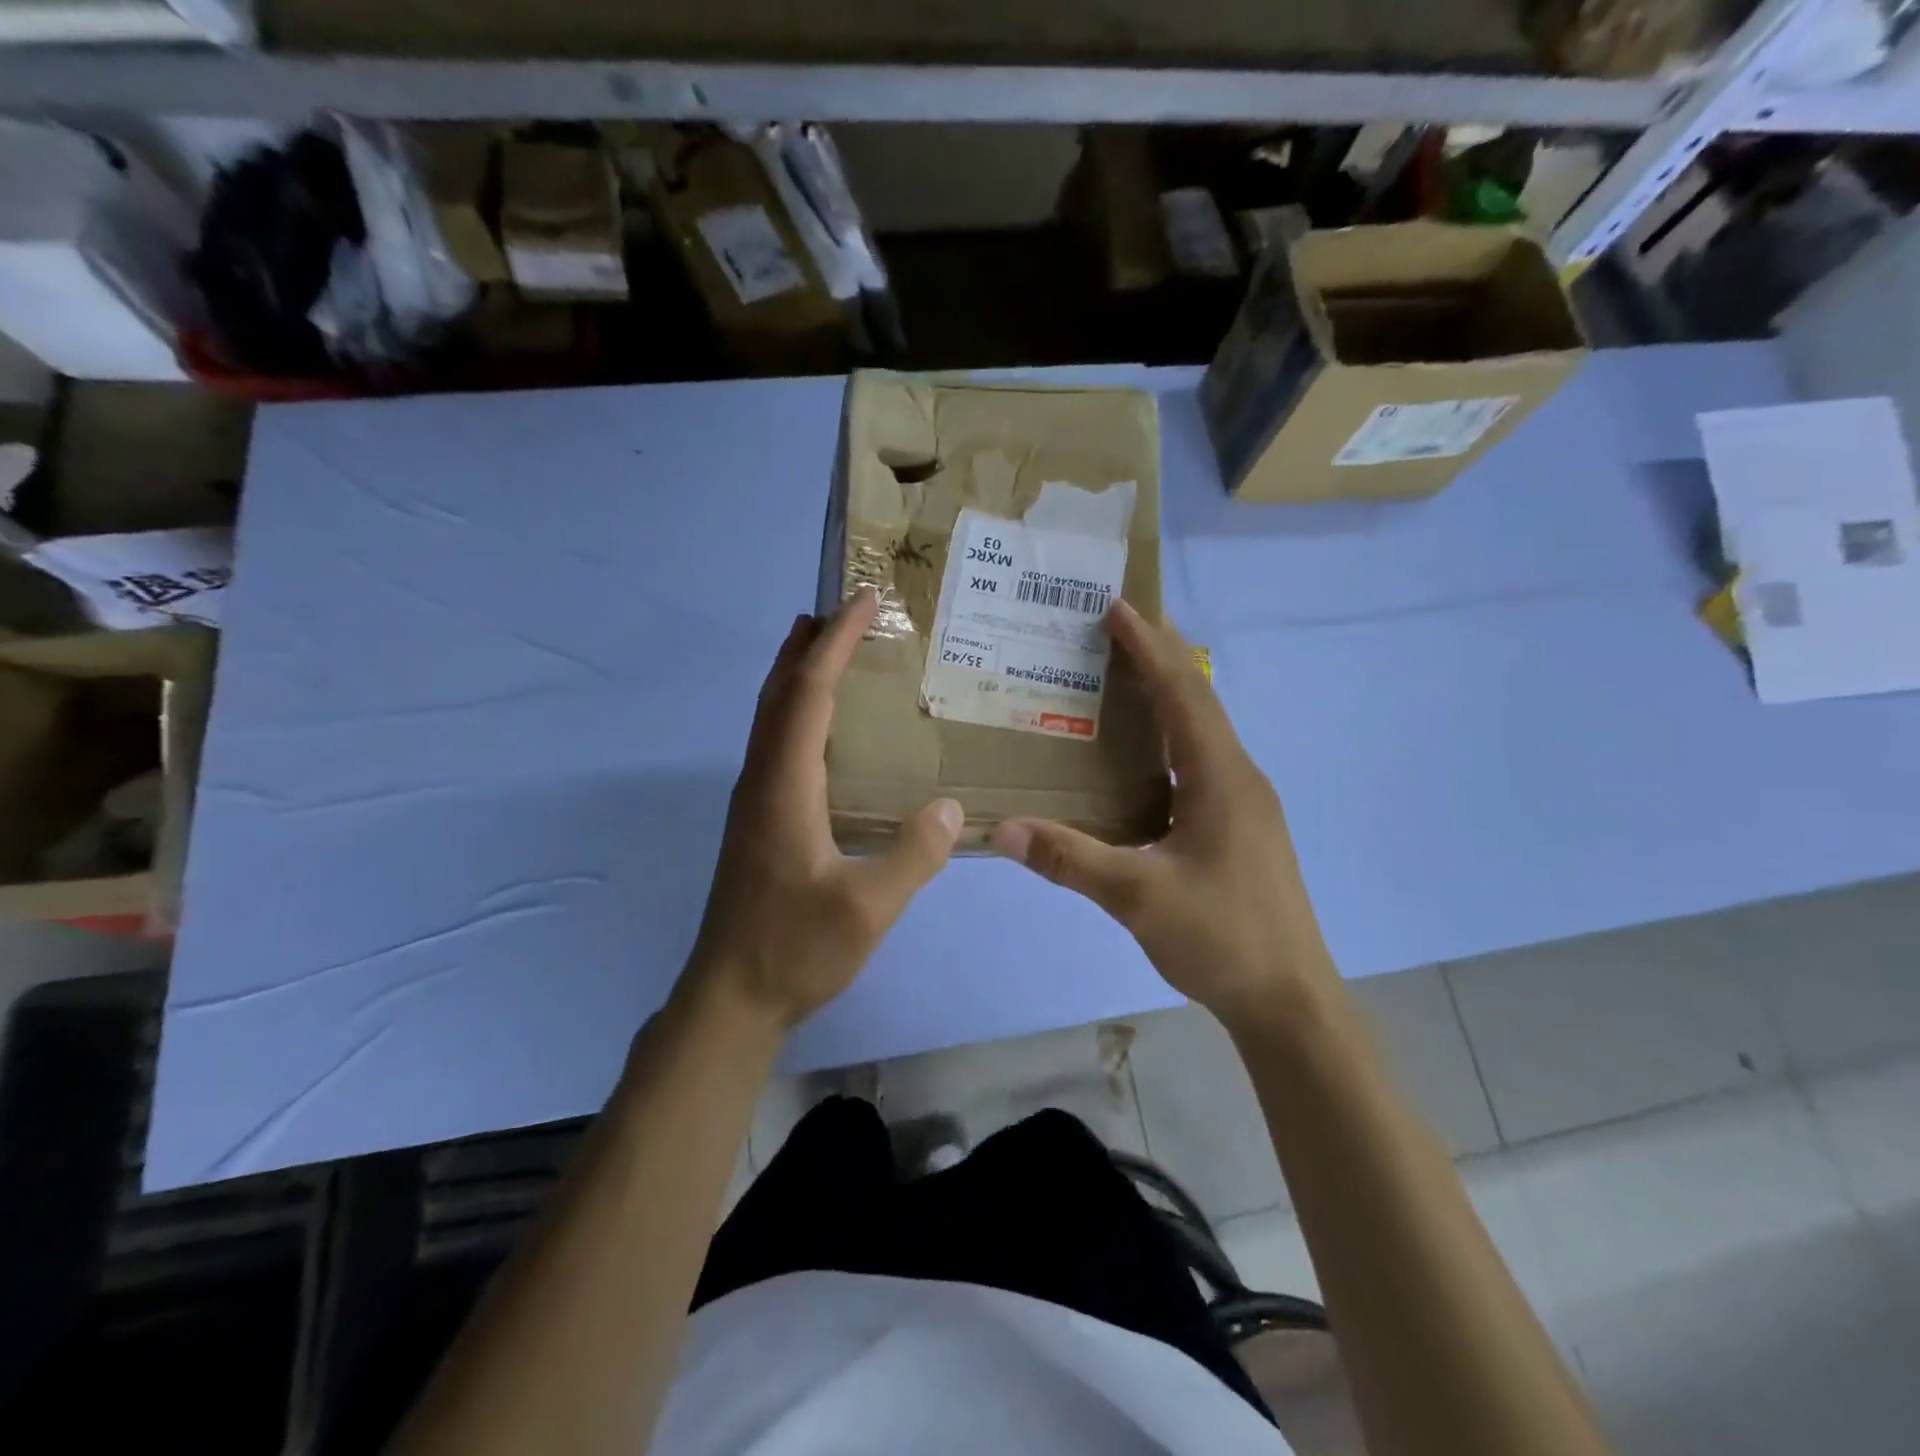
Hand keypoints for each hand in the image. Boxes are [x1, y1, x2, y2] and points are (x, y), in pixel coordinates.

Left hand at [686, 587, 964, 1031]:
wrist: (730, 997)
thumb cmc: (795, 950)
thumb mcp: (867, 909)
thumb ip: (913, 855)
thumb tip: (952, 807)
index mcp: (784, 787)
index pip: (808, 695)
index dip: (834, 644)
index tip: (861, 602)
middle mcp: (761, 781)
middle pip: (779, 693)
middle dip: (809, 645)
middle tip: (843, 611)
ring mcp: (753, 801)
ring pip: (770, 717)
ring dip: (797, 674)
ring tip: (830, 649)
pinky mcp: (757, 821)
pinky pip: (775, 743)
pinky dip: (796, 711)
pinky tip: (822, 728)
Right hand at [989, 601, 1334, 1030]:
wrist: (1289, 1000)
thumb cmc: (1222, 938)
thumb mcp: (1138, 898)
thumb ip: (1070, 859)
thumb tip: (1003, 829)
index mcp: (1221, 778)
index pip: (1182, 694)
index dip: (1149, 648)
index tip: (1117, 607)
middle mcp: (1238, 778)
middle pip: (1198, 700)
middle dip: (1160, 657)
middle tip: (1115, 627)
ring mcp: (1244, 803)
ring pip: (1203, 731)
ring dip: (1167, 695)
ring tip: (1122, 676)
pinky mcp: (1240, 827)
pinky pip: (1201, 760)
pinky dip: (1170, 737)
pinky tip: (1141, 757)